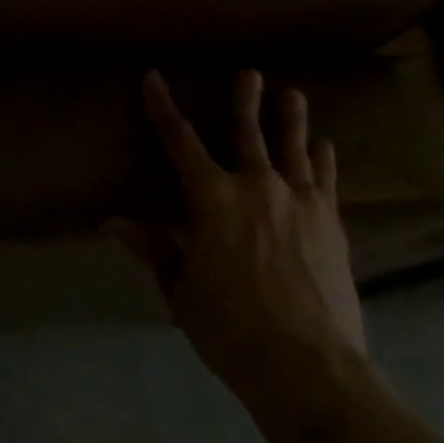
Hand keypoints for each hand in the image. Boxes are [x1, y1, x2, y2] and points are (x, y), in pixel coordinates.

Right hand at [112, 71, 366, 409]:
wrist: (309, 369)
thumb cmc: (232, 330)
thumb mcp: (181, 292)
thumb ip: (154, 249)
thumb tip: (113, 221)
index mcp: (212, 198)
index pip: (178, 141)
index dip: (162, 107)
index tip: (153, 78)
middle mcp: (254, 186)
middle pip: (248, 132)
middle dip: (246, 100)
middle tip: (251, 73)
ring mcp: (297, 202)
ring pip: (292, 149)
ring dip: (292, 120)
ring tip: (294, 94)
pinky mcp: (330, 224)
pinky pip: (326, 181)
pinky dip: (324, 161)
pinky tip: (326, 147)